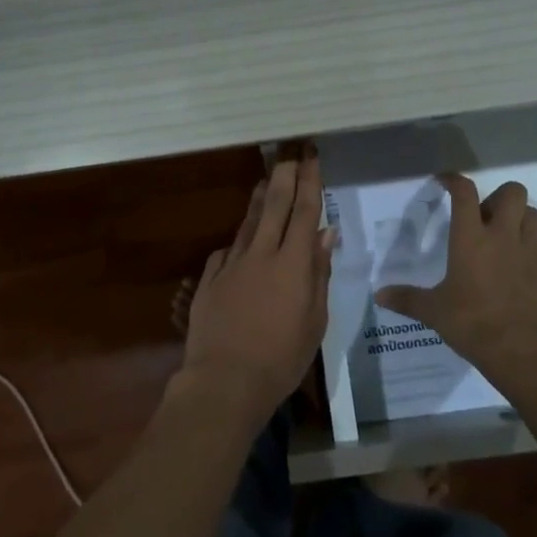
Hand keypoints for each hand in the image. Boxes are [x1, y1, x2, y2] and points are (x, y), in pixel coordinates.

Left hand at [179, 156, 331, 421]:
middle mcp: (261, 254)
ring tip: (267, 182)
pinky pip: (227, 251)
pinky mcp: (210, 279)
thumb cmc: (281, 359)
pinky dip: (238, 241)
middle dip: (284, 176)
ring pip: (248, 222)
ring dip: (260, 199)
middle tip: (289, 155)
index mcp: (292, 264)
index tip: (312, 157)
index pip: (305, 212)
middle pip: (274, 205)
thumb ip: (319, 274)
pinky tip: (240, 241)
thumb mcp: (315, 322)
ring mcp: (231, 264)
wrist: (223, 381)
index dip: (310, 182)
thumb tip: (327, 234)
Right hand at [377, 174, 536, 386]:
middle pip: (512, 192)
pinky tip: (513, 266)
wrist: (524, 350)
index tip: (445, 181)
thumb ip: (407, 299)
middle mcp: (502, 236)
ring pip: (532, 213)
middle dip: (498, 196)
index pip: (465, 193)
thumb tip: (379, 296)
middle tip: (482, 216)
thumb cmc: (473, 323)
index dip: (454, 180)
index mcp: (471, 238)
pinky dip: (527, 245)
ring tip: (501, 235)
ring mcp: (529, 251)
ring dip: (518, 216)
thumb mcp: (434, 312)